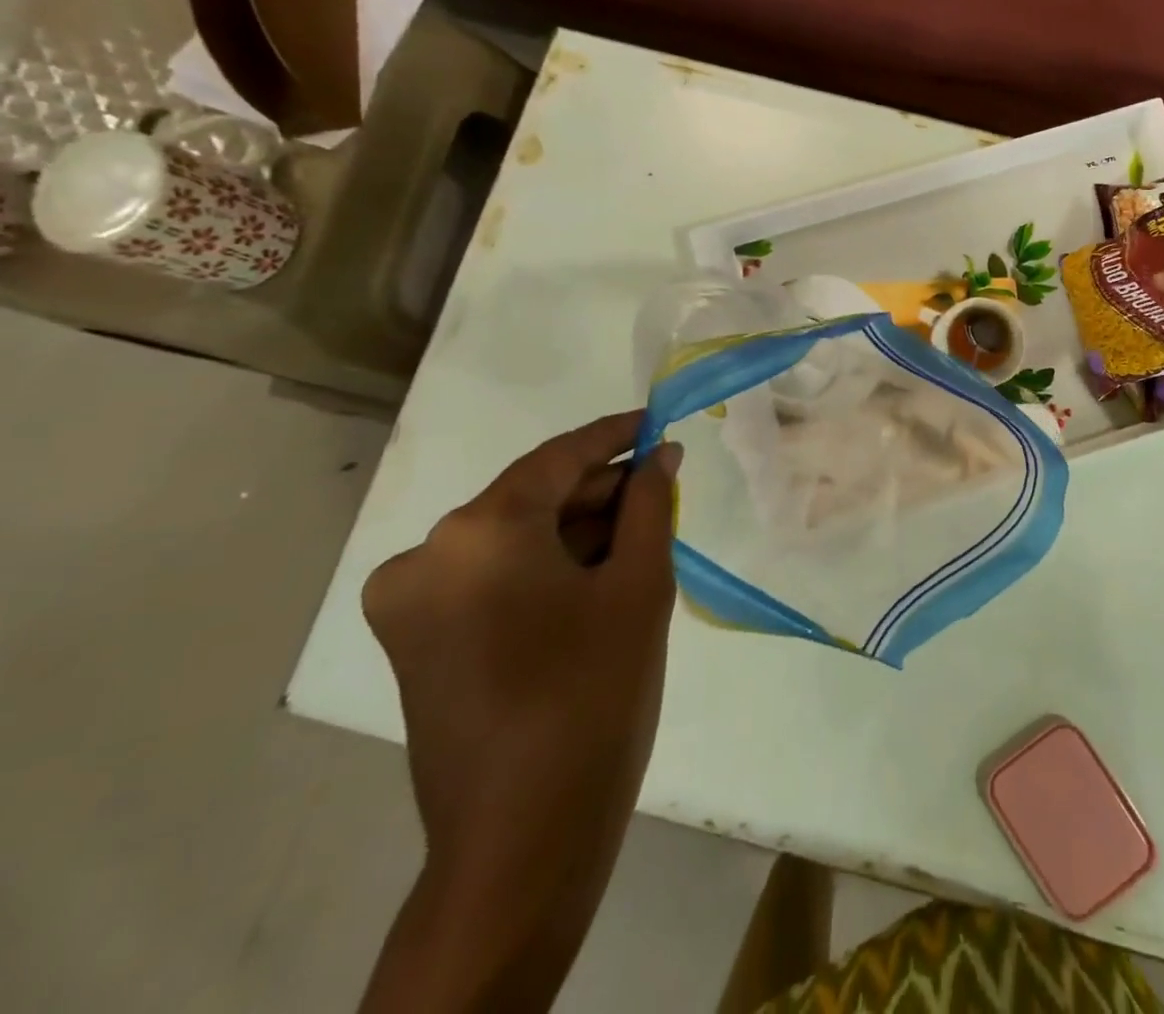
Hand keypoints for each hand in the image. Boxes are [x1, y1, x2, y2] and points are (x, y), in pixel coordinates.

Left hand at [360, 410, 680, 985]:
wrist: (524, 836)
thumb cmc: (595, 693)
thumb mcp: (639, 585)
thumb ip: (650, 505)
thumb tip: (661, 454)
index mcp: (479, 532)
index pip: (558, 457)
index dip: (615, 434)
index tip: (658, 420)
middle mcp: (427, 554)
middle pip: (531, 497)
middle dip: (599, 491)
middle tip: (661, 491)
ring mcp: (409, 601)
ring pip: (511, 536)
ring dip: (574, 531)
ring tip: (638, 540)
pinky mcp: (412, 639)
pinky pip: (488, 573)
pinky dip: (542, 565)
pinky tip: (595, 577)